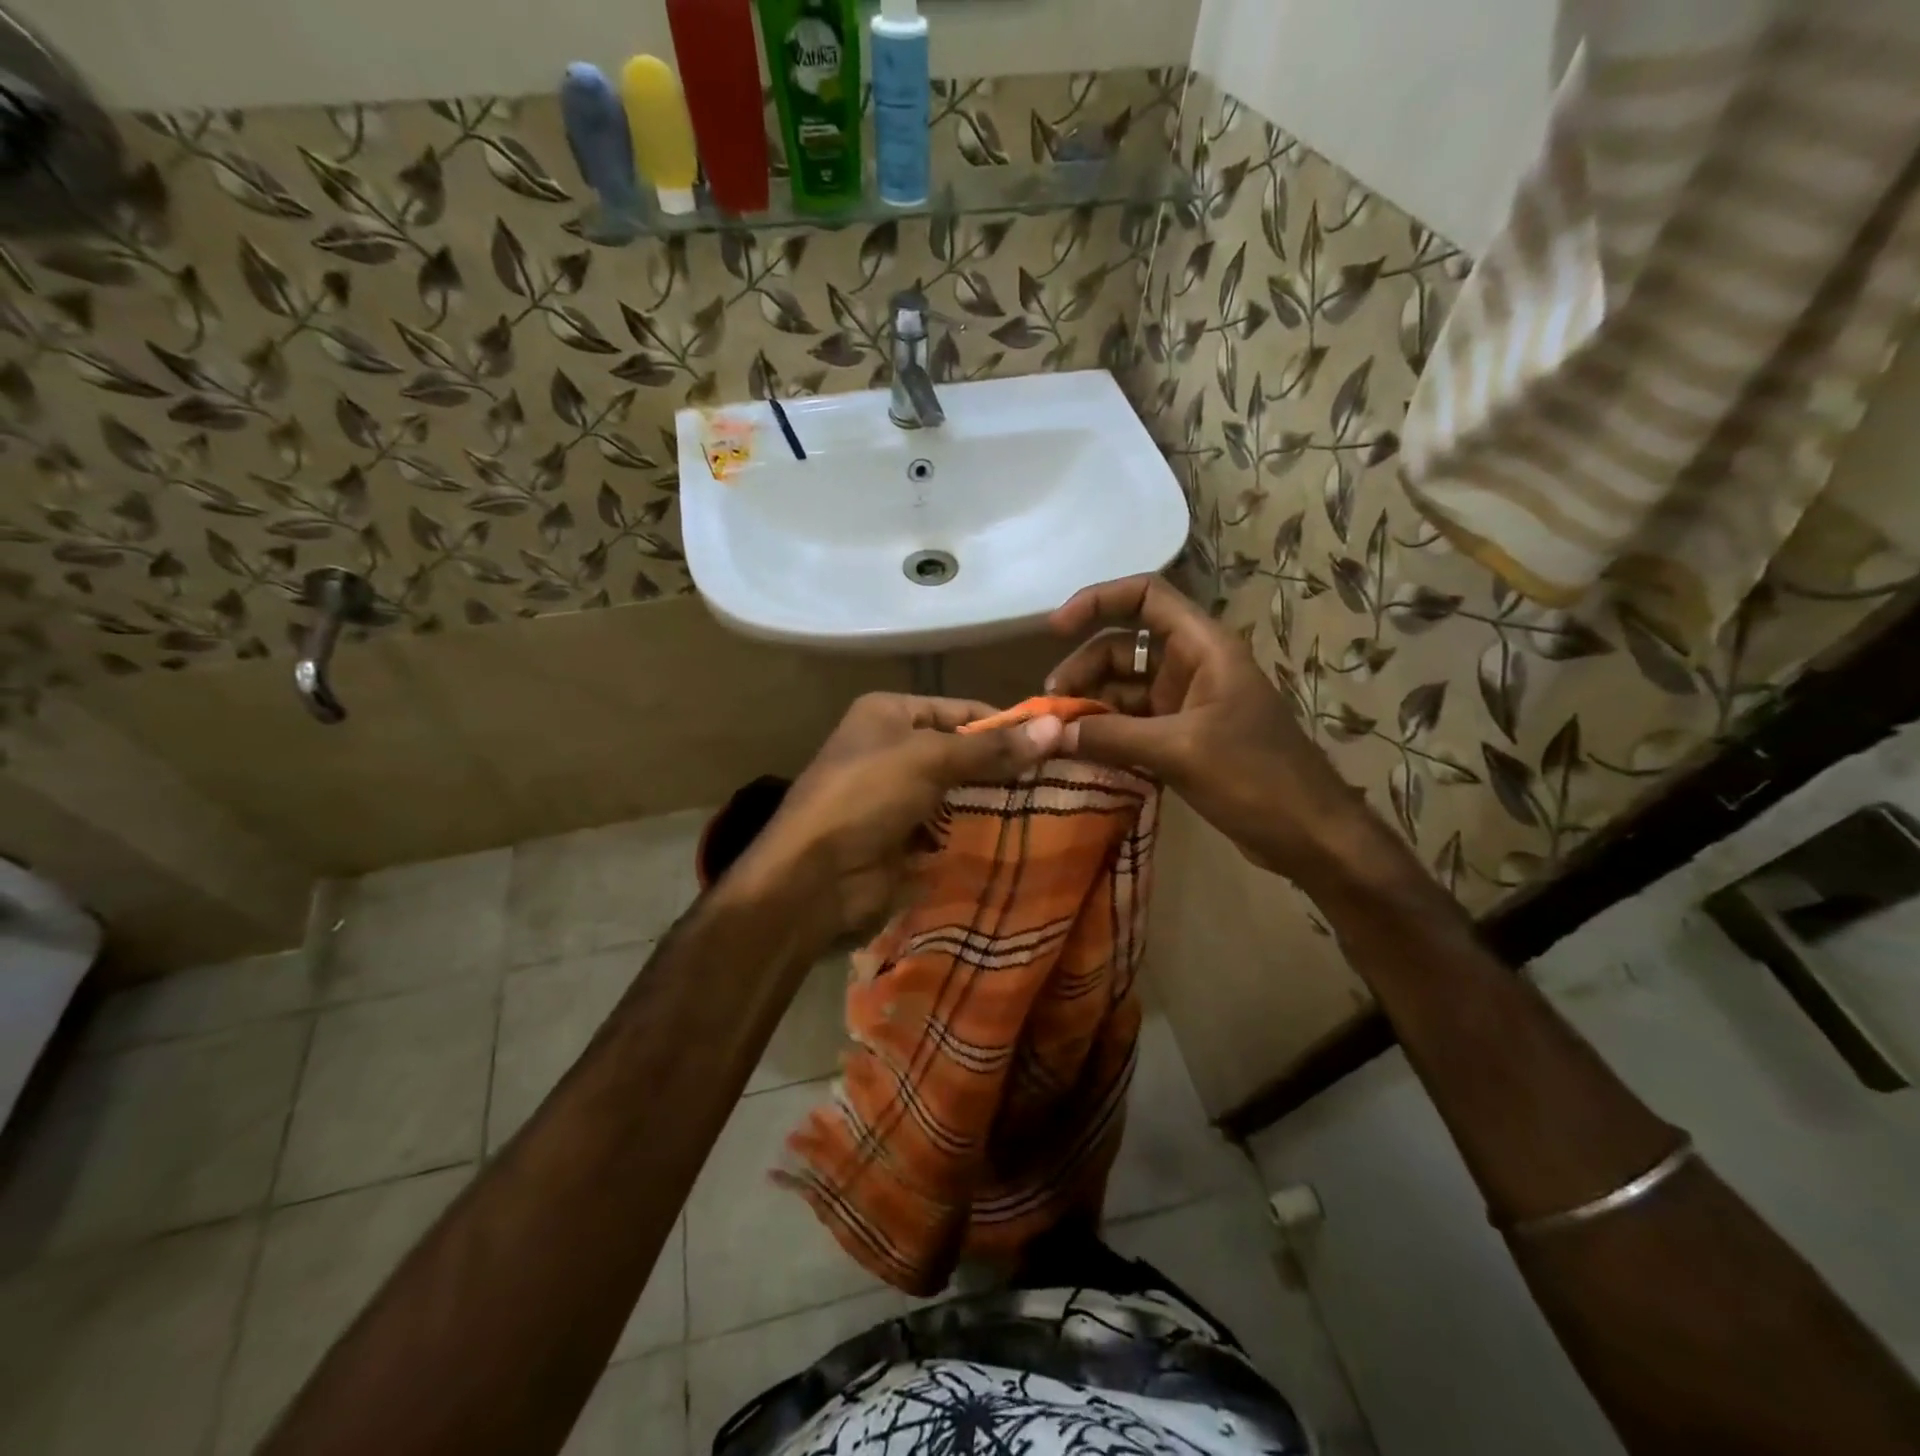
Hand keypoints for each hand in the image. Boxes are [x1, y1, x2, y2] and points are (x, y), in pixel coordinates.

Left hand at [728, 692, 1063, 950]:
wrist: (813, 877)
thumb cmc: (865, 796)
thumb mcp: (928, 759)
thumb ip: (990, 748)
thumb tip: (1055, 728)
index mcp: (891, 713)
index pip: (961, 710)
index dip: (1006, 724)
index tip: (1056, 742)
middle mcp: (894, 747)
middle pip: (963, 751)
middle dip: (1005, 766)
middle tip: (1062, 778)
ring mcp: (899, 795)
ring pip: (961, 791)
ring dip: (997, 801)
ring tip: (1054, 806)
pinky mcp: (905, 836)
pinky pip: (952, 826)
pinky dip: (978, 831)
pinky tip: (1021, 836)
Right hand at [1046, 575, 1376, 888]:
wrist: (1308, 834)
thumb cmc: (1256, 778)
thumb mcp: (1179, 750)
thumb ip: (1111, 736)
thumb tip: (1049, 733)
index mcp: (1203, 648)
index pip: (1147, 596)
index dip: (1098, 600)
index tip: (1055, 628)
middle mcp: (1192, 666)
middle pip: (1123, 646)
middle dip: (1084, 668)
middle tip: (1051, 706)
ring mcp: (1186, 704)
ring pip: (1123, 688)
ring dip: (1090, 704)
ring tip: (1058, 734)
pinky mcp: (1182, 738)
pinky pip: (1132, 723)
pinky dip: (1105, 733)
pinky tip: (1079, 752)